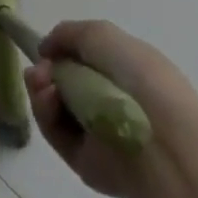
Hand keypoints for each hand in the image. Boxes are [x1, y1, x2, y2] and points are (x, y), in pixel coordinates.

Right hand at [24, 19, 197, 197]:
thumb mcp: (100, 34)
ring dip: (41, 91)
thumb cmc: (136, 76)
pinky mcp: (88, 164)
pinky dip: (46, 115)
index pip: (89, 62)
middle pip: (67, 84)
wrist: (158, 138)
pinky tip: (48, 100)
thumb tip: (46, 51)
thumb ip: (67, 34)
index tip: (47, 50)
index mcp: (129, 73)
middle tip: (38, 72)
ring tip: (41, 84)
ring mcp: (101, 135)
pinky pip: (57, 135)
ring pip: (57, 109)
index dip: (63, 53)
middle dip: (45, 72)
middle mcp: (115, 103)